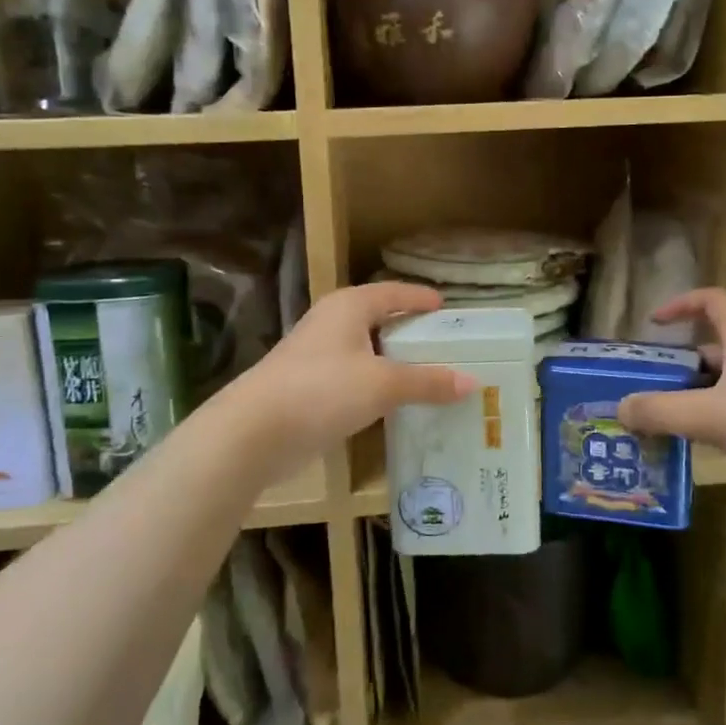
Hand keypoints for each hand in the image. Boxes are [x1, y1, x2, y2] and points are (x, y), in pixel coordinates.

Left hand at [226, 283, 474, 483]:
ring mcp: (316, 355)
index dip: (420, 298)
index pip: (393, 292)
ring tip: (429, 375)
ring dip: (394, 362)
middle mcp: (332, 323)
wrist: (253, 432)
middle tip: (446, 345)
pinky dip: (376, 385)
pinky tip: (395, 403)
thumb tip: (472, 382)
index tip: (445, 307)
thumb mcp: (383, 384)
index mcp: (349, 306)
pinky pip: (353, 378)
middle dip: (410, 332)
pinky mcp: (308, 386)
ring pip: (365, 351)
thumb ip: (428, 382)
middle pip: (379, 320)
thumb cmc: (322, 390)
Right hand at [616, 288, 725, 481]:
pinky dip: (712, 421)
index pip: (711, 300)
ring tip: (659, 419)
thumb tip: (621, 407)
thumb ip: (662, 410)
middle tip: (645, 386)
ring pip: (722, 384)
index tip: (653, 323)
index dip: (680, 304)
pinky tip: (694, 444)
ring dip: (692, 397)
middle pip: (710, 348)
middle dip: (677, 364)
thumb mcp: (712, 414)